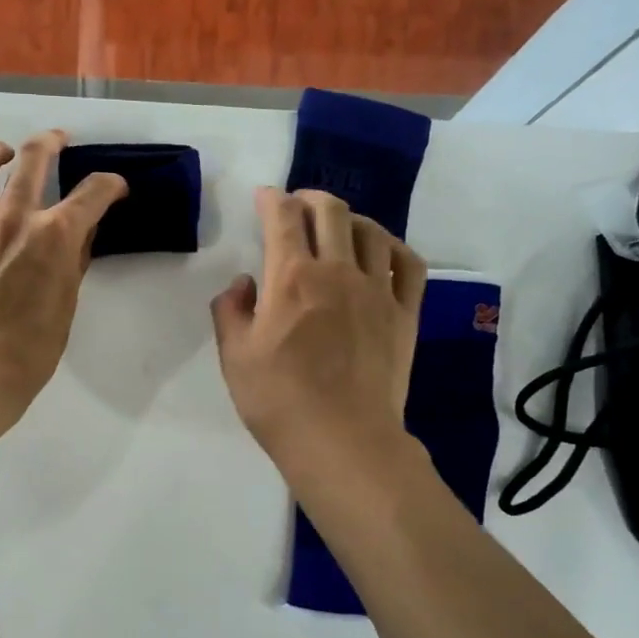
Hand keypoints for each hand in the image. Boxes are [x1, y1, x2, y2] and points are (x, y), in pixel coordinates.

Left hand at [0, 131, 128, 414]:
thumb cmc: (34, 346)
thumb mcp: (69, 300)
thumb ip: (75, 258)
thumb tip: (82, 231)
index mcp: (55, 236)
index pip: (93, 192)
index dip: (110, 185)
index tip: (113, 188)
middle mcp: (15, 217)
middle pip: (35, 157)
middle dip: (52, 141)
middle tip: (59, 140)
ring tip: (5, 152)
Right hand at [210, 187, 426, 464]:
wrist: (342, 441)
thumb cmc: (279, 401)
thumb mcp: (234, 358)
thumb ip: (230, 311)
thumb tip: (244, 284)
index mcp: (291, 279)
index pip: (283, 218)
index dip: (272, 199)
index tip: (264, 197)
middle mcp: (337, 272)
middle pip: (331, 212)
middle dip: (310, 198)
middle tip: (297, 205)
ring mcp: (378, 292)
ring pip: (371, 232)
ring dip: (350, 218)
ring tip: (338, 225)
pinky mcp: (404, 314)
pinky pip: (408, 264)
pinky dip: (392, 247)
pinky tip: (382, 251)